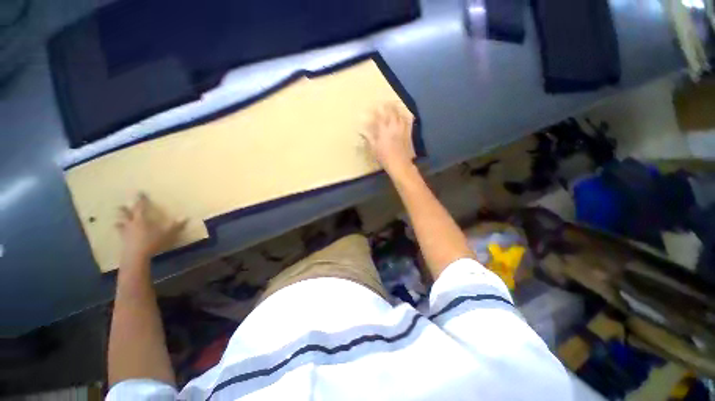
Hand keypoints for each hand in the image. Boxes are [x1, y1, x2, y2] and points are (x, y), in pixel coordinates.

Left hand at [116, 193, 185, 260]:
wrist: (136, 256)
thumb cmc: (152, 242)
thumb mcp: (167, 234)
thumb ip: (175, 225)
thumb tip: (186, 217)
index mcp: (141, 220)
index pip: (140, 207)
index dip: (141, 199)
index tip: (139, 192)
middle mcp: (131, 224)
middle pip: (125, 214)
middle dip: (124, 209)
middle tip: (121, 205)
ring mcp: (125, 232)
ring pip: (120, 223)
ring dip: (119, 220)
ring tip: (118, 220)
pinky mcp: (123, 241)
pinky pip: (120, 233)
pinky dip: (119, 231)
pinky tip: (120, 233)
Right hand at [363, 103, 414, 174]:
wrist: (399, 163)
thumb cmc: (384, 157)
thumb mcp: (373, 148)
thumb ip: (368, 138)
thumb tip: (362, 131)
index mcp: (383, 130)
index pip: (379, 116)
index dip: (375, 111)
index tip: (372, 107)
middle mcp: (393, 126)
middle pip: (391, 112)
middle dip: (386, 106)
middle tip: (383, 103)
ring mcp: (401, 129)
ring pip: (399, 114)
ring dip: (396, 109)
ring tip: (393, 105)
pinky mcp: (407, 133)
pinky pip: (407, 121)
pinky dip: (404, 116)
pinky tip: (403, 115)